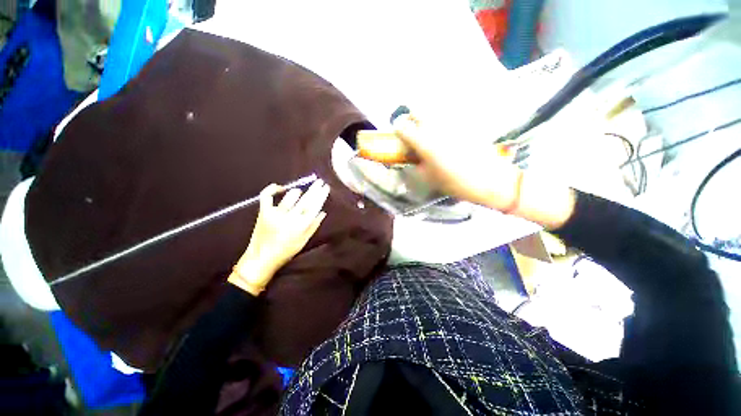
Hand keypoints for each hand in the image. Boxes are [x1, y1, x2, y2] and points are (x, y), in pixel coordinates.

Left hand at [228, 180, 329, 295]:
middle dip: (314, 190)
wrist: (261, 258)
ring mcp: (275, 213)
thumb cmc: (286, 251)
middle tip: (320, 182)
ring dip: (297, 192)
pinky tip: (279, 187)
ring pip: (290, 196)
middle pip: (305, 200)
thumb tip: (323, 212)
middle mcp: (290, 217)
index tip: (325, 187)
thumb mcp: (303, 241)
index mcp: (301, 225)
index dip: (321, 196)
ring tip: (300, 192)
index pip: (314, 206)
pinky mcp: (263, 212)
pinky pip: (267, 196)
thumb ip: (314, 226)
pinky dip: (272, 189)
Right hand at [393, 114, 574, 228]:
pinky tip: (446, 137)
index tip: (399, 138)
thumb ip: (415, 165)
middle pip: (417, 111)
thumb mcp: (428, 179)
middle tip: (413, 132)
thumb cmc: (455, 182)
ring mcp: (452, 123)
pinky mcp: (465, 123)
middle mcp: (436, 127)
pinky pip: (448, 118)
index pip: (403, 128)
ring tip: (429, 135)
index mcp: (424, 142)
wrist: (490, 179)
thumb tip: (410, 158)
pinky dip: (441, 124)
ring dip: (426, 121)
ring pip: (433, 112)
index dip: (398, 132)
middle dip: (411, 119)